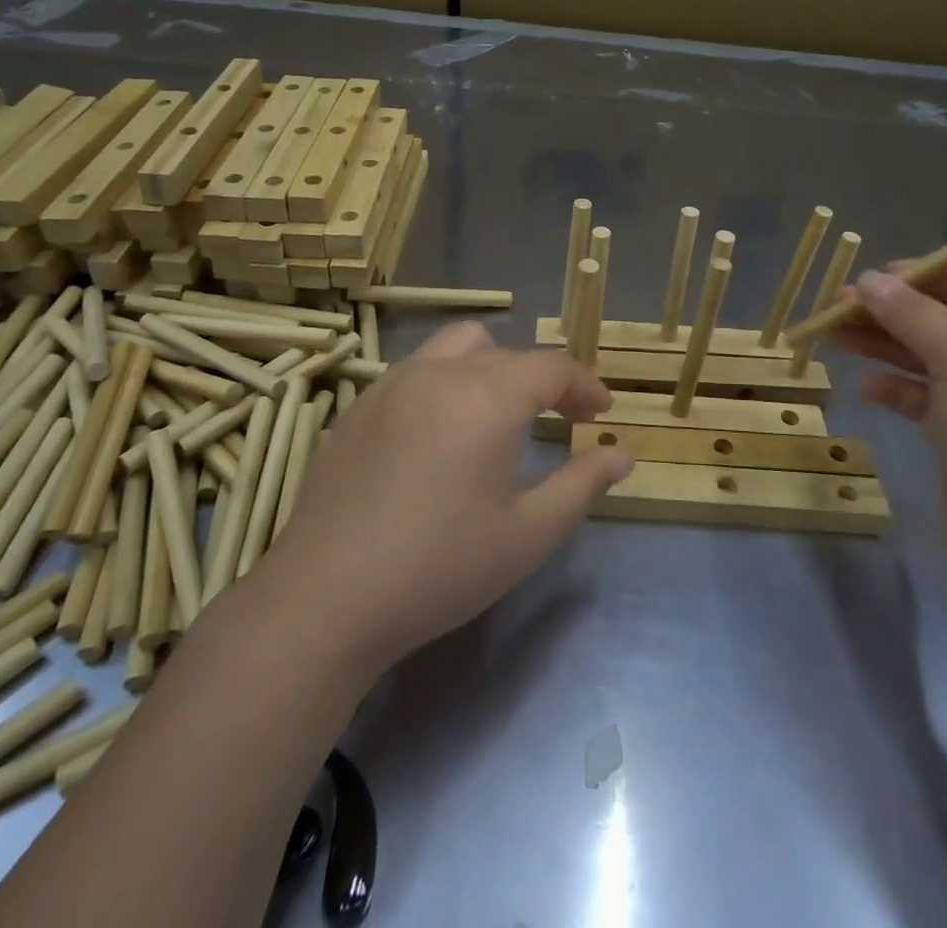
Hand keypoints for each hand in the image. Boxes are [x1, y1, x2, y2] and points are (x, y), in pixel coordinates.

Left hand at [262, 322, 630, 672]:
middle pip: (507, 352)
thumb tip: (622, 455)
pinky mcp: (358, 407)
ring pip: (456, 346)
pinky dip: (447, 381)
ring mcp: (391, 384)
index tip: (600, 414)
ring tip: (499, 412)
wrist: (324, 599)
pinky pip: (416, 370)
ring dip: (491, 366)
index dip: (584, 384)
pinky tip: (440, 433)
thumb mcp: (528, 535)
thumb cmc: (439, 568)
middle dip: (542, 378)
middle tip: (560, 418)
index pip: (551, 366)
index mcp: (487, 396)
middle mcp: (439, 372)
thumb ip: (582, 485)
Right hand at [835, 263, 946, 570]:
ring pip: (931, 358)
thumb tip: (869, 280)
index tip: (878, 277)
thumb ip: (913, 314)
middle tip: (838, 306)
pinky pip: (926, 399)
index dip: (931, 273)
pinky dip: (896, 388)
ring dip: (884, 344)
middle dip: (895, 310)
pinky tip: (866, 387)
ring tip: (834, 337)